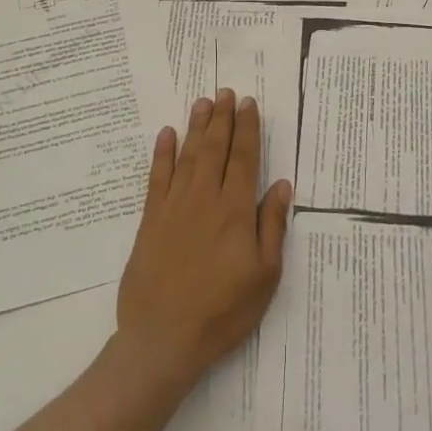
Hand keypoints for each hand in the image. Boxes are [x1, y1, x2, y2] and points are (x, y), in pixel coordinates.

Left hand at [115, 88, 291, 390]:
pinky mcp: (150, 220)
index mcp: (235, 210)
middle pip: (215, 148)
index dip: (247, 129)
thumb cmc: (223, 310)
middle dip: (222, 118)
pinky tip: (165, 135)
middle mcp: (204, 199)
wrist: (163, 338)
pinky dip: (162, 153)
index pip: (244, 158)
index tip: (248, 104)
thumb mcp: (264, 275)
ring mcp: (174, 207)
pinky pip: (157, 177)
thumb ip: (272, 226)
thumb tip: (281, 184)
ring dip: (196, 127)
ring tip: (202, 102)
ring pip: (187, 156)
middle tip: (225, 92)